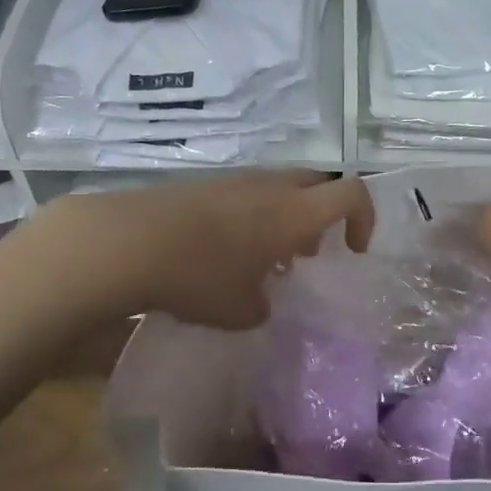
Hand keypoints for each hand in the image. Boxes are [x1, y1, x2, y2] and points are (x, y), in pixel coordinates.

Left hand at [45, 172, 374, 329]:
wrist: (127, 242)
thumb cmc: (199, 277)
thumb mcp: (240, 310)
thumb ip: (262, 306)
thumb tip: (259, 302)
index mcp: (293, 212)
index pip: (351, 193)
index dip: (364, 218)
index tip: (352, 250)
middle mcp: (270, 187)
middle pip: (317, 183)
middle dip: (324, 214)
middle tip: (311, 251)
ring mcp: (234, 180)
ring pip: (279, 188)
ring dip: (286, 216)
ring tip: (268, 259)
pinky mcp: (204, 185)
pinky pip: (246, 193)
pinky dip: (254, 216)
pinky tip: (227, 252)